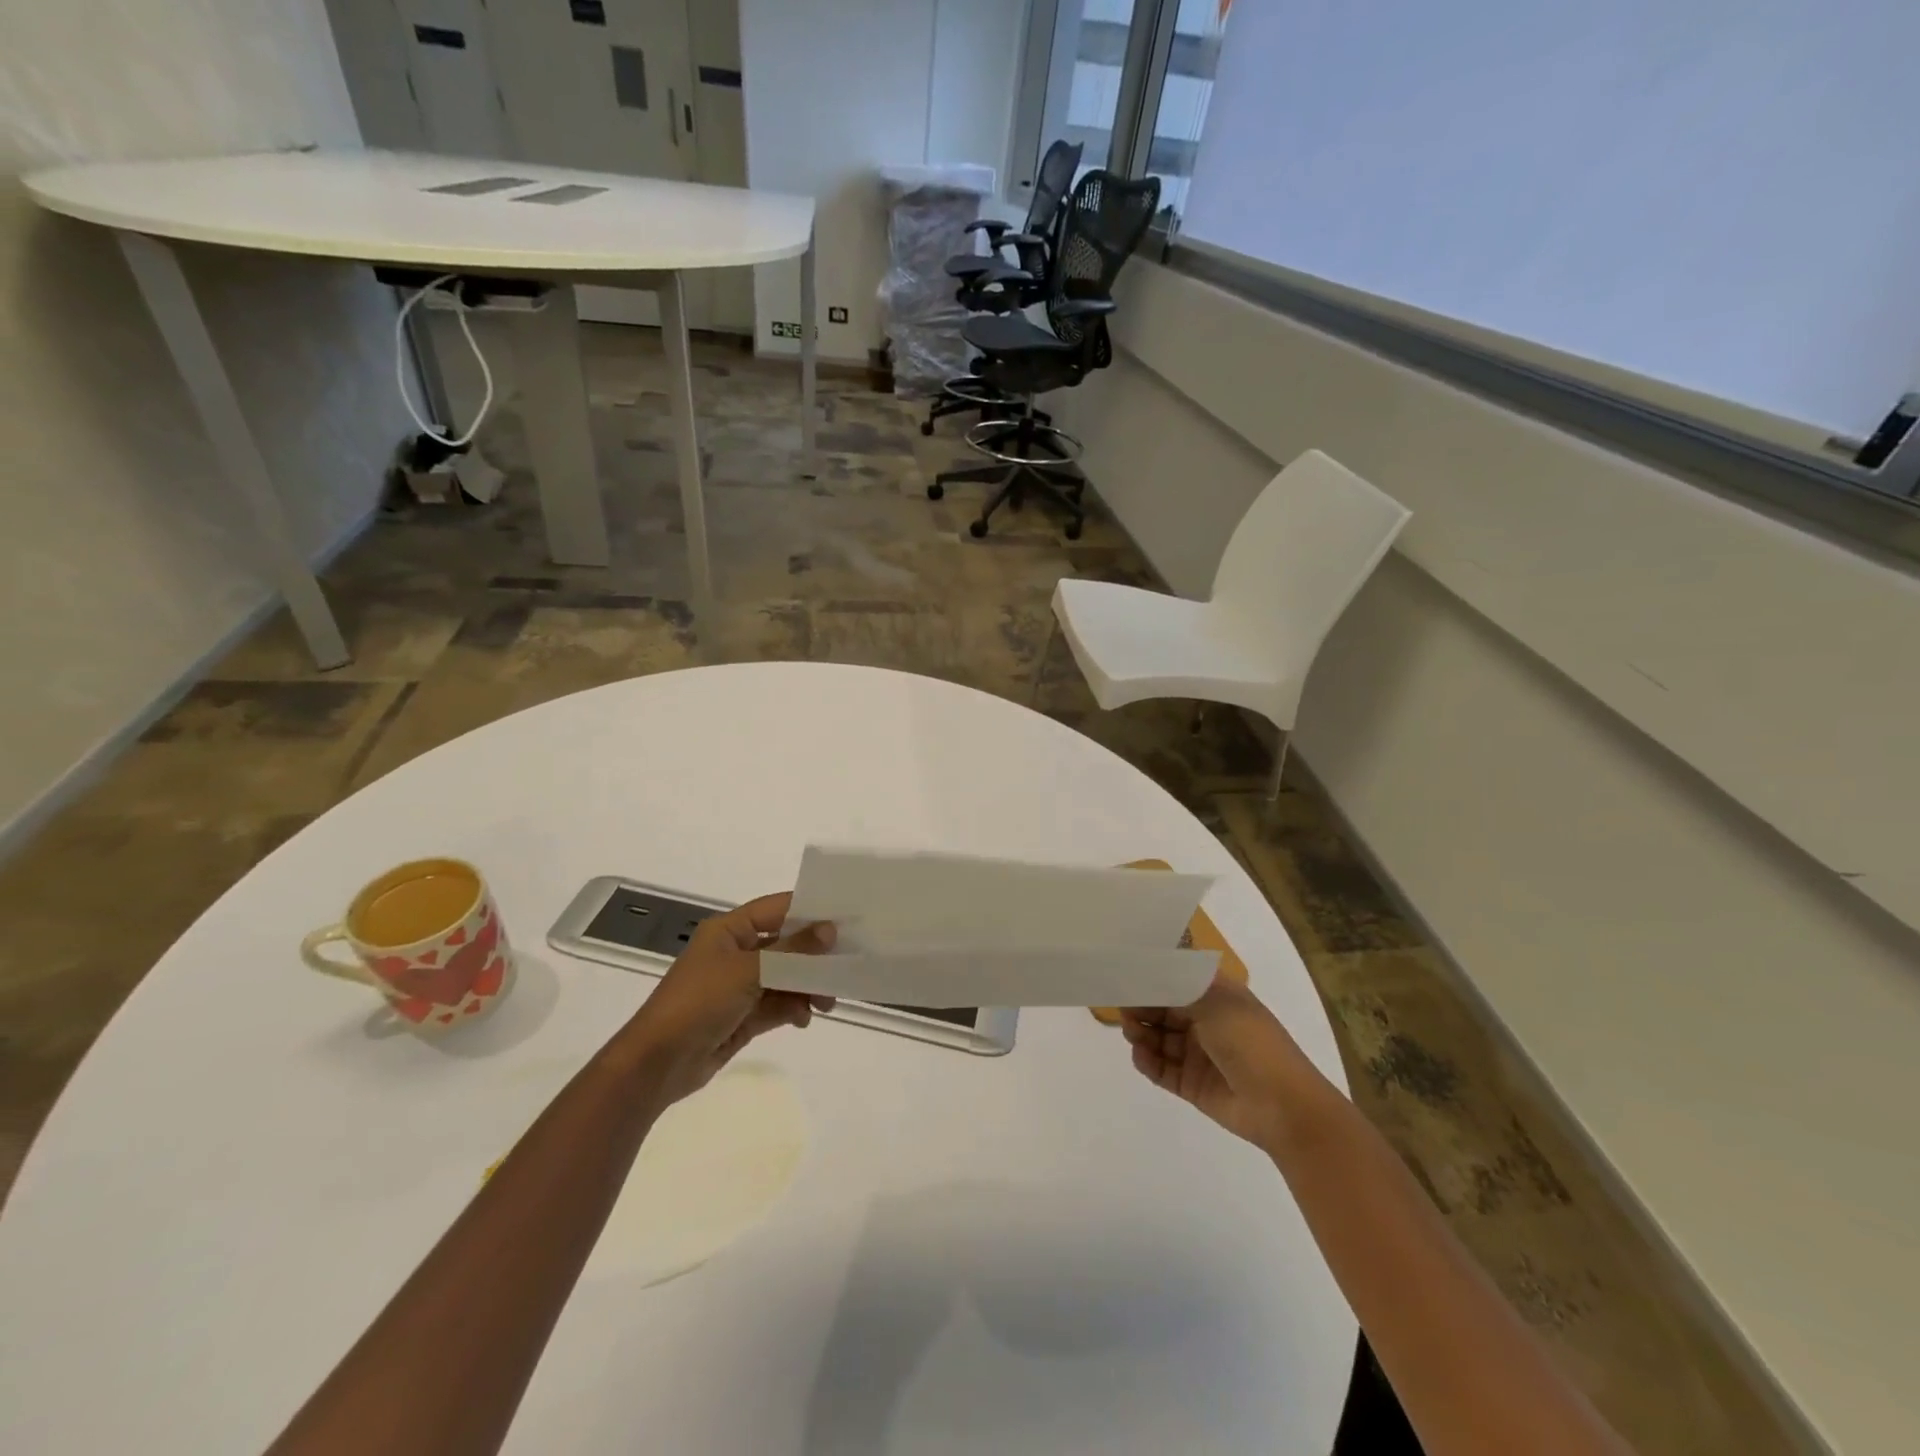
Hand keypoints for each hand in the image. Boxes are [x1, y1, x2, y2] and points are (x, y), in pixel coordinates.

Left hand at [622, 892, 834, 1104]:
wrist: (658, 1064)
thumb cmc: (699, 1002)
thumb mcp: (748, 970)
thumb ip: (792, 951)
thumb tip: (830, 929)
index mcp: (729, 930)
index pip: (777, 909)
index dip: (810, 911)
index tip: (845, 917)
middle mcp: (735, 953)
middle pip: (785, 945)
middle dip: (815, 957)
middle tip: (845, 966)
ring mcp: (739, 986)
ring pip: (786, 977)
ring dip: (808, 987)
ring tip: (828, 1002)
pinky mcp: (743, 1016)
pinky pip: (778, 1004)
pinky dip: (794, 1009)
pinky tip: (805, 1018)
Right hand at [1120, 976, 1333, 1155]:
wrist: (1283, 1107)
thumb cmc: (1250, 1043)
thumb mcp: (1214, 1003)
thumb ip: (1175, 987)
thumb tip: (1144, 971)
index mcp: (1217, 996)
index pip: (1177, 979)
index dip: (1152, 977)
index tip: (1126, 975)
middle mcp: (1206, 1021)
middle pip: (1164, 1009)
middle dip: (1142, 1006)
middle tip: (1122, 1008)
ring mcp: (1199, 1054)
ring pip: (1160, 1038)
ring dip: (1142, 1033)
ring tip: (1131, 1033)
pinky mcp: (1192, 1084)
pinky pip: (1162, 1069)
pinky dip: (1148, 1062)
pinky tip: (1139, 1056)